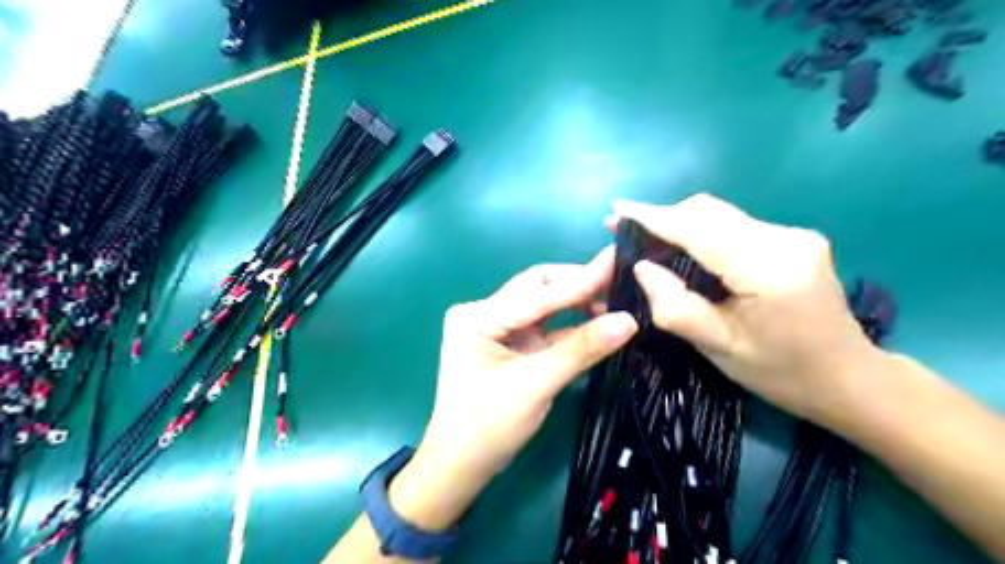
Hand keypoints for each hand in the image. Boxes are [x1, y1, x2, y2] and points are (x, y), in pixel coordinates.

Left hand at [385, 250, 634, 529]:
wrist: (461, 466)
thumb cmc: (488, 426)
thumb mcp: (535, 385)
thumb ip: (581, 350)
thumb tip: (629, 321)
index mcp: (478, 317)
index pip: (536, 293)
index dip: (580, 279)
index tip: (615, 260)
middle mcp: (485, 313)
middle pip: (538, 289)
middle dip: (578, 286)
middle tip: (619, 282)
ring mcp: (499, 329)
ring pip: (545, 306)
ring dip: (577, 303)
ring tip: (615, 301)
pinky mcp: (512, 345)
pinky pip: (546, 328)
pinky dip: (572, 327)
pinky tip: (599, 324)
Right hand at [608, 194, 881, 421]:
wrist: (849, 379)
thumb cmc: (781, 372)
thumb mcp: (718, 347)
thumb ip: (675, 306)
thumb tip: (642, 267)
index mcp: (768, 269)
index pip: (699, 231)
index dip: (653, 218)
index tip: (617, 209)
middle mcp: (785, 239)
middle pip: (709, 212)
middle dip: (663, 218)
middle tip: (627, 233)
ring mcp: (794, 235)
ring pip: (720, 216)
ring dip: (681, 225)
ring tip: (649, 243)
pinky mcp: (793, 239)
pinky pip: (734, 226)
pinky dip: (703, 233)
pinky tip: (686, 251)